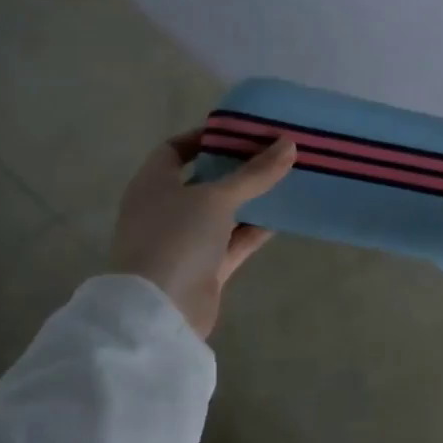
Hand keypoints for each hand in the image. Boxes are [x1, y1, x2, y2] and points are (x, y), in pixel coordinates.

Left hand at [109, 130, 296, 341]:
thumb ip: (255, 173)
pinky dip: (254, 230)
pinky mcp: (204, 268)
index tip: (241, 131)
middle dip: (236, 167)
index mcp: (153, 184)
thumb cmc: (176, 238)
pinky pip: (233, 241)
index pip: (175, 149)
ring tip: (285, 179)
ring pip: (222, 212)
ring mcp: (184, 241)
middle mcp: (165, 209)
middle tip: (273, 152)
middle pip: (204, 180)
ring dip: (250, 199)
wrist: (159, 311)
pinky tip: (283, 216)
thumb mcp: (217, 197)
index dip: (205, 137)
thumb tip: (289, 143)